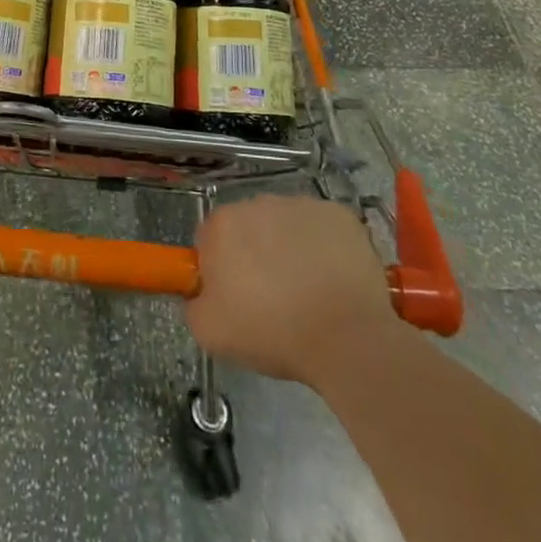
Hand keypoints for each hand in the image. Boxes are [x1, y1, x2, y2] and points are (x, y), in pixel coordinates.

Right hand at [185, 194, 398, 386]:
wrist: (347, 338)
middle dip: (255, 254)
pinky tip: (333, 279)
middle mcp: (258, 203)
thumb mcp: (211, 333)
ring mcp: (301, 204)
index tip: (236, 297)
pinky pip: (322, 228)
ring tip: (308, 291)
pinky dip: (325, 247)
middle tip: (272, 297)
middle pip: (249, 227)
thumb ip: (194, 304)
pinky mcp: (338, 214)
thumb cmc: (274, 333)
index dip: (220, 268)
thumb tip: (201, 293)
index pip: (209, 239)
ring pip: (286, 225)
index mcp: (223, 225)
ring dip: (290, 248)